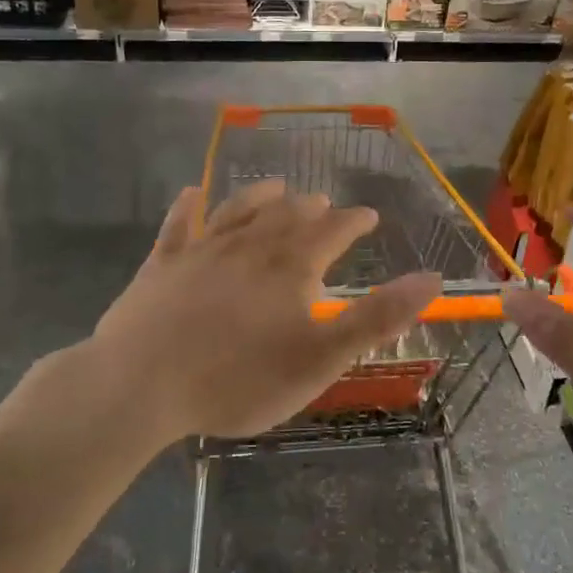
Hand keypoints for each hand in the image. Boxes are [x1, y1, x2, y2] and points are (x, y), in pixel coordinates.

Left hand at [89, 180, 440, 445]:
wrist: (141, 384)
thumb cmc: (239, 379)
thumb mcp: (321, 358)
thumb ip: (377, 317)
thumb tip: (431, 279)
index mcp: (291, 267)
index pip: (333, 231)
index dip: (354, 221)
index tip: (367, 215)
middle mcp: (250, 245)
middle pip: (287, 215)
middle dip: (311, 208)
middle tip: (323, 204)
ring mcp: (202, 250)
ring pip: (239, 209)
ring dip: (261, 195)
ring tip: (276, 187)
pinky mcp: (162, 263)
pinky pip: (179, 224)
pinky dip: (189, 206)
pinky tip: (193, 193)